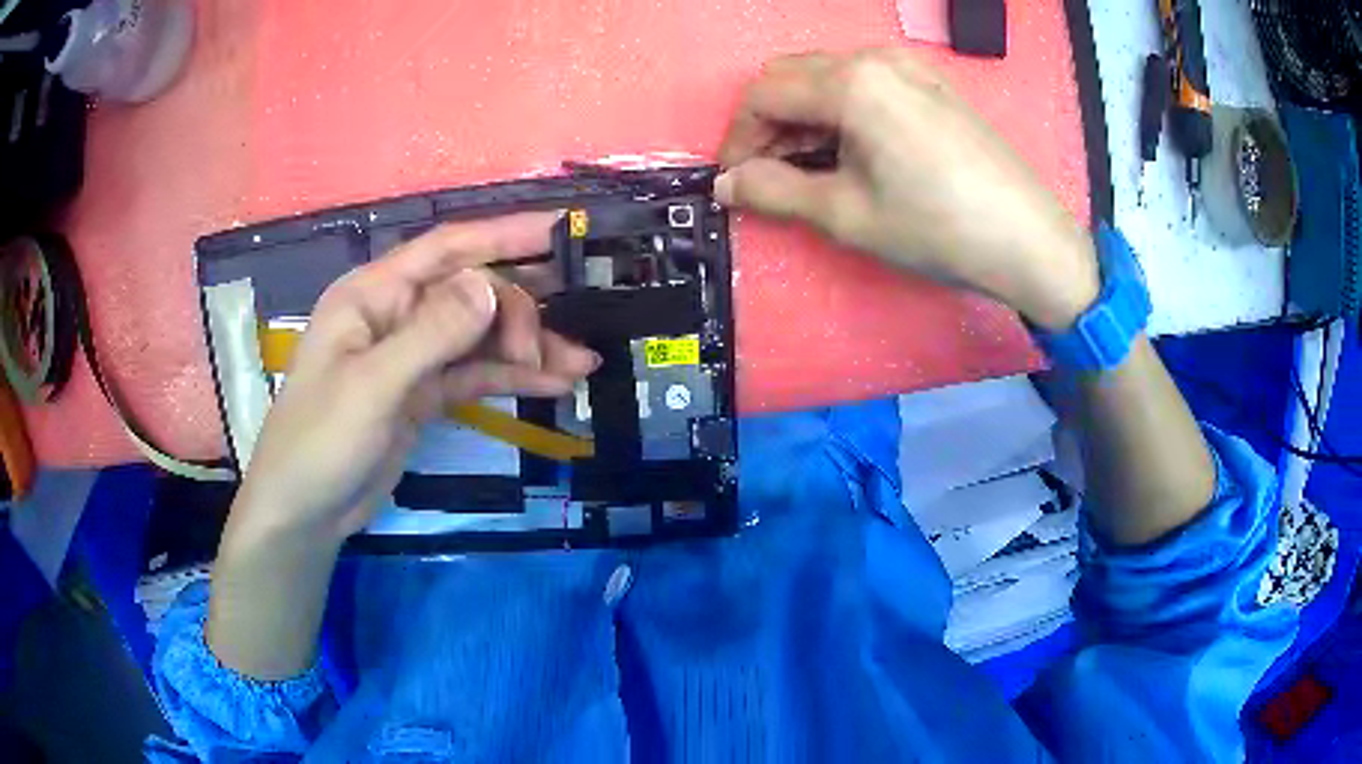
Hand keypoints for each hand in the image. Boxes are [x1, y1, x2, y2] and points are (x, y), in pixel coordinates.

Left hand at [229, 213, 598, 544]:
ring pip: (481, 336)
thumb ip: (431, 335)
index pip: (447, 248)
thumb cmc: (320, 441)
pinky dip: (514, 379)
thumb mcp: (373, 387)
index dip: (504, 234)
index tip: (562, 230)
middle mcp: (397, 314)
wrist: (305, 512)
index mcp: (374, 294)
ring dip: (529, 348)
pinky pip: (476, 375)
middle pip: (472, 292)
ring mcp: (413, 356)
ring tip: (582, 364)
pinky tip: (554, 385)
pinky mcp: (425, 394)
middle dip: (519, 312)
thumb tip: (490, 286)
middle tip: (553, 348)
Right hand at [715, 49, 1099, 329]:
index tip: (733, 179)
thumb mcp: (847, 215)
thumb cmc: (937, 227)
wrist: (1030, 239)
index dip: (737, 137)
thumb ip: (774, 191)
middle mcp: (875, 58)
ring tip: (807, 169)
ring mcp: (909, 66)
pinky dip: (840, 112)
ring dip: (803, 117)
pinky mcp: (931, 84)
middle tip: (766, 175)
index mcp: (850, 82)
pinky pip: (865, 83)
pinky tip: (851, 151)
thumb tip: (726, 185)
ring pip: (828, 77)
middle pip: (792, 76)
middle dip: (767, 124)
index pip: (764, 94)